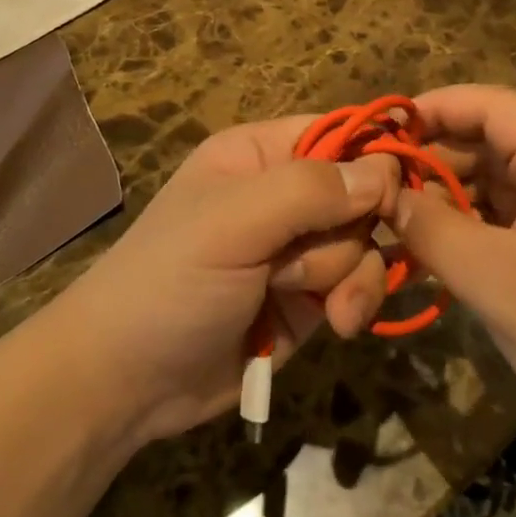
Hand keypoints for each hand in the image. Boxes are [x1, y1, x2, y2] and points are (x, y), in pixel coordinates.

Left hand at [47, 115, 398, 445]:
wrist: (128, 383)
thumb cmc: (171, 280)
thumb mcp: (233, 223)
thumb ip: (309, 191)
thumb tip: (384, 172)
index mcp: (261, 154)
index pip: (338, 133)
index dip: (370, 160)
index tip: (387, 198)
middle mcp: (286, 194)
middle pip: (360, 193)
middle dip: (348, 232)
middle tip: (306, 261)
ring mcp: (300, 248)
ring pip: (365, 242)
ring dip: (349, 275)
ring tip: (313, 304)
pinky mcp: (311, 298)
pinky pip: (360, 285)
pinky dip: (356, 303)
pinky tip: (338, 325)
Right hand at [394, 85, 515, 447]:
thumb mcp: (496, 280)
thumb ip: (432, 228)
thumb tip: (388, 195)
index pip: (491, 105)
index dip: (432, 109)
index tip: (381, 130)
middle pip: (495, 141)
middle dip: (437, 160)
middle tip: (381, 187)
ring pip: (504, 181)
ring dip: (454, 197)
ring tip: (400, 219)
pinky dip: (479, 226)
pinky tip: (440, 249)